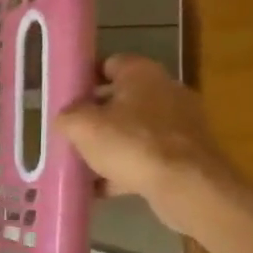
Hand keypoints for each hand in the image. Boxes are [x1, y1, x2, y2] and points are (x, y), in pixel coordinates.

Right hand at [58, 54, 242, 235]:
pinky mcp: (186, 153)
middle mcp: (166, 91)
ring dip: (110, 145)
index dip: (85, 78)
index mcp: (142, 74)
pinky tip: (102, 188)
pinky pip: (147, 156)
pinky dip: (125, 169)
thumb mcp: (82, 127)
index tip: (66, 97)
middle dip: (95, 116)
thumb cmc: (131, 144)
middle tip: (70, 133)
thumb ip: (67, 116)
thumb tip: (66, 117)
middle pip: (121, 99)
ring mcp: (180, 123)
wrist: (186, 184)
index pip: (109, 63)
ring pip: (134, 130)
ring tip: (83, 164)